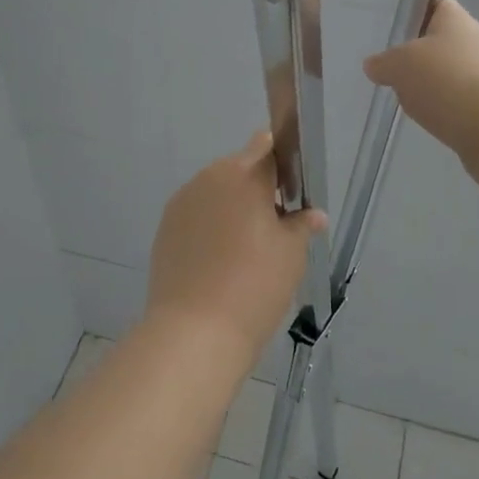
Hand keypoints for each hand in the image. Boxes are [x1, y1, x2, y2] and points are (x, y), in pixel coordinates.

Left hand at [145, 134, 326, 355]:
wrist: (195, 331)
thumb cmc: (255, 284)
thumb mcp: (291, 254)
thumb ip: (302, 225)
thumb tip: (313, 215)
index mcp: (243, 175)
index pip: (265, 147)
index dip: (281, 160)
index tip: (292, 187)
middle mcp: (208, 179)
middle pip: (238, 170)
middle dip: (257, 189)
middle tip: (276, 225)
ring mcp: (182, 203)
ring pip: (215, 193)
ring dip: (232, 207)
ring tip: (248, 248)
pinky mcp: (165, 229)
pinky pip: (196, 216)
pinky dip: (210, 227)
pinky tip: (221, 260)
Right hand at [364, 0, 478, 190]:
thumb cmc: (448, 82)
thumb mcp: (401, 65)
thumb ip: (383, 62)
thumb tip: (374, 64)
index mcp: (455, 18)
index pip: (433, 3)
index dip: (412, 11)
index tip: (390, 27)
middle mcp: (473, 41)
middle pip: (437, 41)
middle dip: (414, 55)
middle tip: (386, 66)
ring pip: (446, 73)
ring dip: (427, 85)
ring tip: (402, 96)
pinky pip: (455, 101)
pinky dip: (441, 109)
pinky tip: (427, 119)